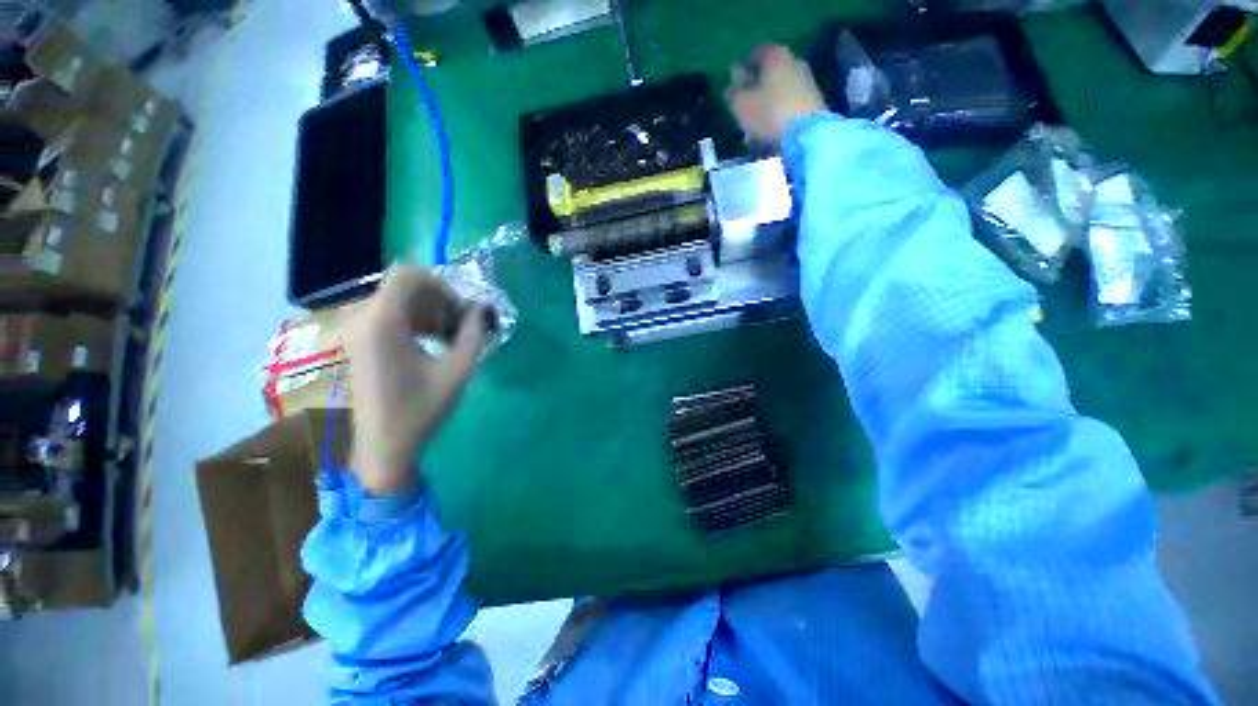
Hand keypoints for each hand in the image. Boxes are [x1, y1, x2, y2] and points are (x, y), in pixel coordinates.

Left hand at [345, 265, 488, 495]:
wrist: (384, 445)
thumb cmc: (421, 409)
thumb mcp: (458, 369)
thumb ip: (474, 333)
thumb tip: (482, 309)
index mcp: (382, 322)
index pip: (408, 274)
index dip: (441, 284)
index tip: (462, 308)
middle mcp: (362, 318)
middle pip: (405, 286)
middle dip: (439, 299)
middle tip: (462, 324)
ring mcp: (357, 329)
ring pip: (399, 299)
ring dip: (430, 310)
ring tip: (450, 335)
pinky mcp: (360, 341)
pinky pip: (390, 314)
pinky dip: (416, 320)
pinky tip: (432, 341)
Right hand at [725, 44, 826, 146]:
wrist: (807, 134)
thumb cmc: (769, 113)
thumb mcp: (741, 104)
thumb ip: (733, 92)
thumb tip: (731, 85)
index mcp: (776, 55)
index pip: (756, 52)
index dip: (743, 66)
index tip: (734, 83)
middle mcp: (794, 62)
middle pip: (769, 73)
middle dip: (755, 89)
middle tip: (742, 107)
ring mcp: (806, 81)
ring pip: (779, 91)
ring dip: (765, 106)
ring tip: (752, 127)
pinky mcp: (813, 102)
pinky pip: (788, 105)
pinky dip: (777, 115)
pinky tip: (768, 132)